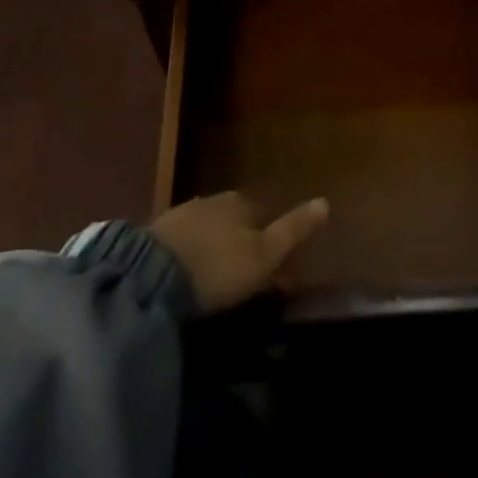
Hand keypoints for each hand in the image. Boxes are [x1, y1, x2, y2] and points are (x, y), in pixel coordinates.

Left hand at [150, 192, 329, 313]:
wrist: (151, 276)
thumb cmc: (219, 266)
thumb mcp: (264, 254)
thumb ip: (294, 230)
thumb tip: (326, 201)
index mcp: (240, 202)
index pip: (263, 213)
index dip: (271, 237)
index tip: (274, 265)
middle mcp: (212, 200)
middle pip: (234, 219)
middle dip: (241, 240)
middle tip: (246, 273)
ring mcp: (181, 215)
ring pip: (208, 229)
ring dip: (215, 247)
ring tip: (218, 277)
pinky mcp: (156, 236)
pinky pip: (183, 242)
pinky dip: (191, 255)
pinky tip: (189, 275)